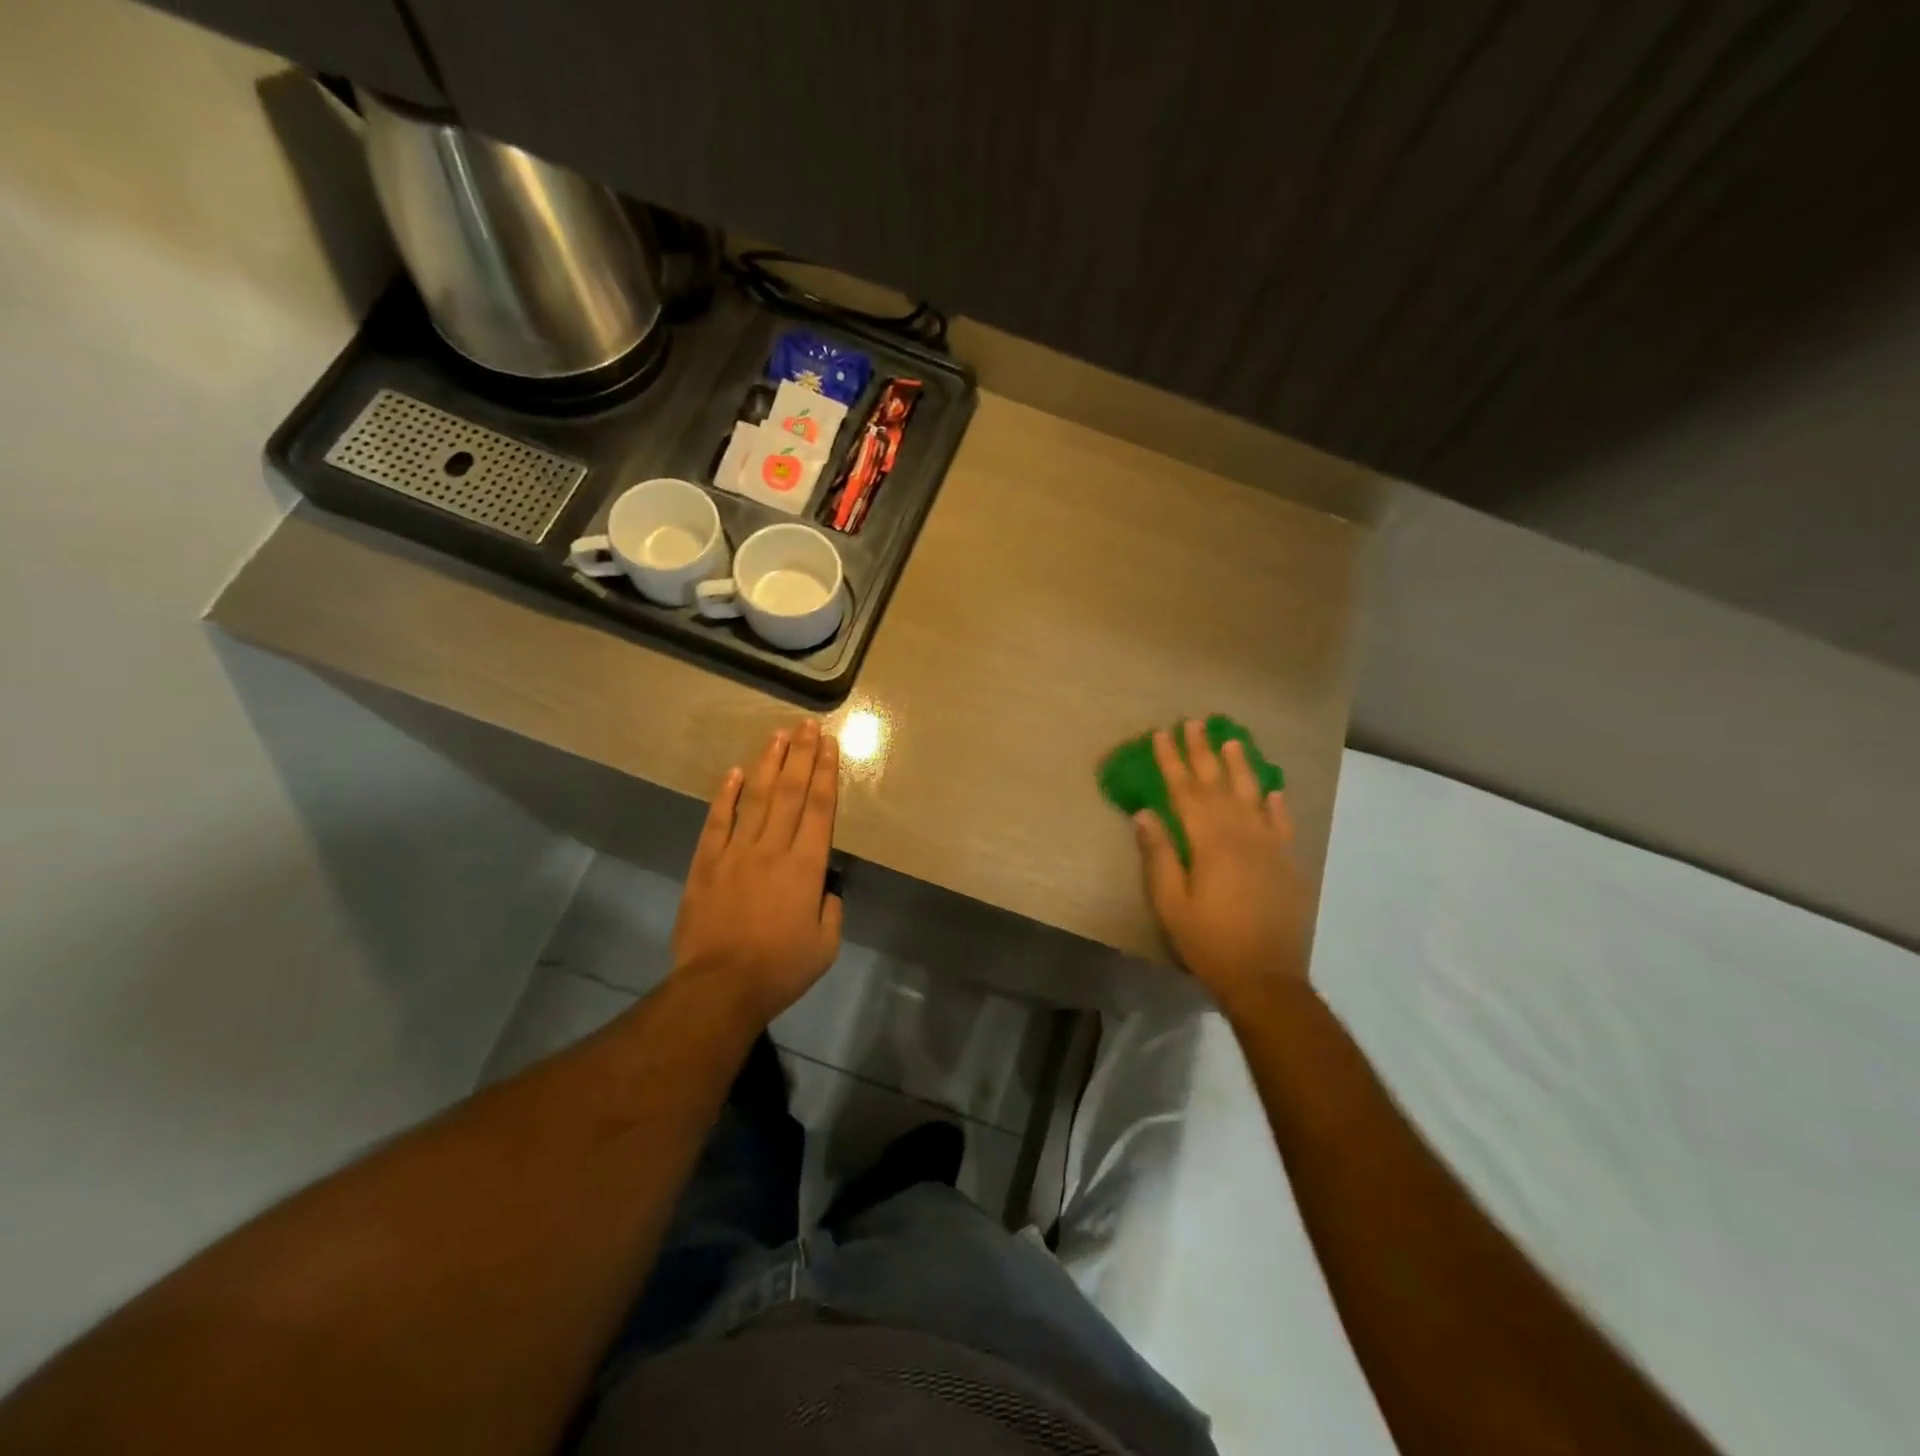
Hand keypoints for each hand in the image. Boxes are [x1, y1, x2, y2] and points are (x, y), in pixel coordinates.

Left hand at [671, 720, 843, 1023]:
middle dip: (801, 755)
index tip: (829, 745)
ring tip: (778, 735)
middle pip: (789, 792)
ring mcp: (735, 853)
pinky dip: (725, 795)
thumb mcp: (826, 945)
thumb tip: (824, 887)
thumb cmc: (780, 969)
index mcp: (806, 867)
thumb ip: (831, 909)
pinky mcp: (705, 864)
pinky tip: (734, 773)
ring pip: (754, 798)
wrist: (719, 988)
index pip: (819, 808)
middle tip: (807, 725)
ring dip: (768, 764)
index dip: (825, 773)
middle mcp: (772, 849)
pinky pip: (717, 822)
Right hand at [1133, 719, 1310, 1003]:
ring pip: (1253, 795)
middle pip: (1219, 784)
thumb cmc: (1209, 942)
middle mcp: (1242, 835)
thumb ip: (1160, 856)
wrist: (1266, 979)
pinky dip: (1277, 803)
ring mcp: (1270, 847)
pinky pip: (1283, 823)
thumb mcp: (1171, 904)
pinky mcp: (1288, 864)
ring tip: (1232, 739)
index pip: (1186, 792)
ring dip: (1240, 766)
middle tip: (1194, 723)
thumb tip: (1145, 814)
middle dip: (1203, 752)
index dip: (1172, 761)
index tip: (1161, 735)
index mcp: (1210, 843)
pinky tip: (1273, 787)